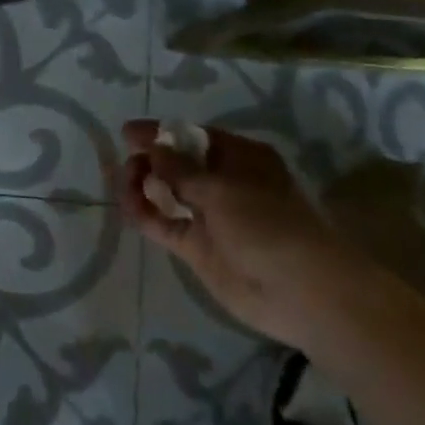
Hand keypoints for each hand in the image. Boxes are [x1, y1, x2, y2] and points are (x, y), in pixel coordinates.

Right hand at [119, 120, 331, 344]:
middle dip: (151, 161)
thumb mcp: (222, 189)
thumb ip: (181, 169)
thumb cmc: (267, 224)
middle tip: (127, 164)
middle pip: (178, 165)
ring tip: (125, 185)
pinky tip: (127, 206)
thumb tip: (154, 148)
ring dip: (144, 186)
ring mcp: (210, 216)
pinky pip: (165, 225)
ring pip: (168, 194)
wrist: (299, 291)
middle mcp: (224, 183)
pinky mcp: (198, 247)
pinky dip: (146, 215)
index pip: (194, 137)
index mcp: (240, 158)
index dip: (161, 133)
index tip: (127, 133)